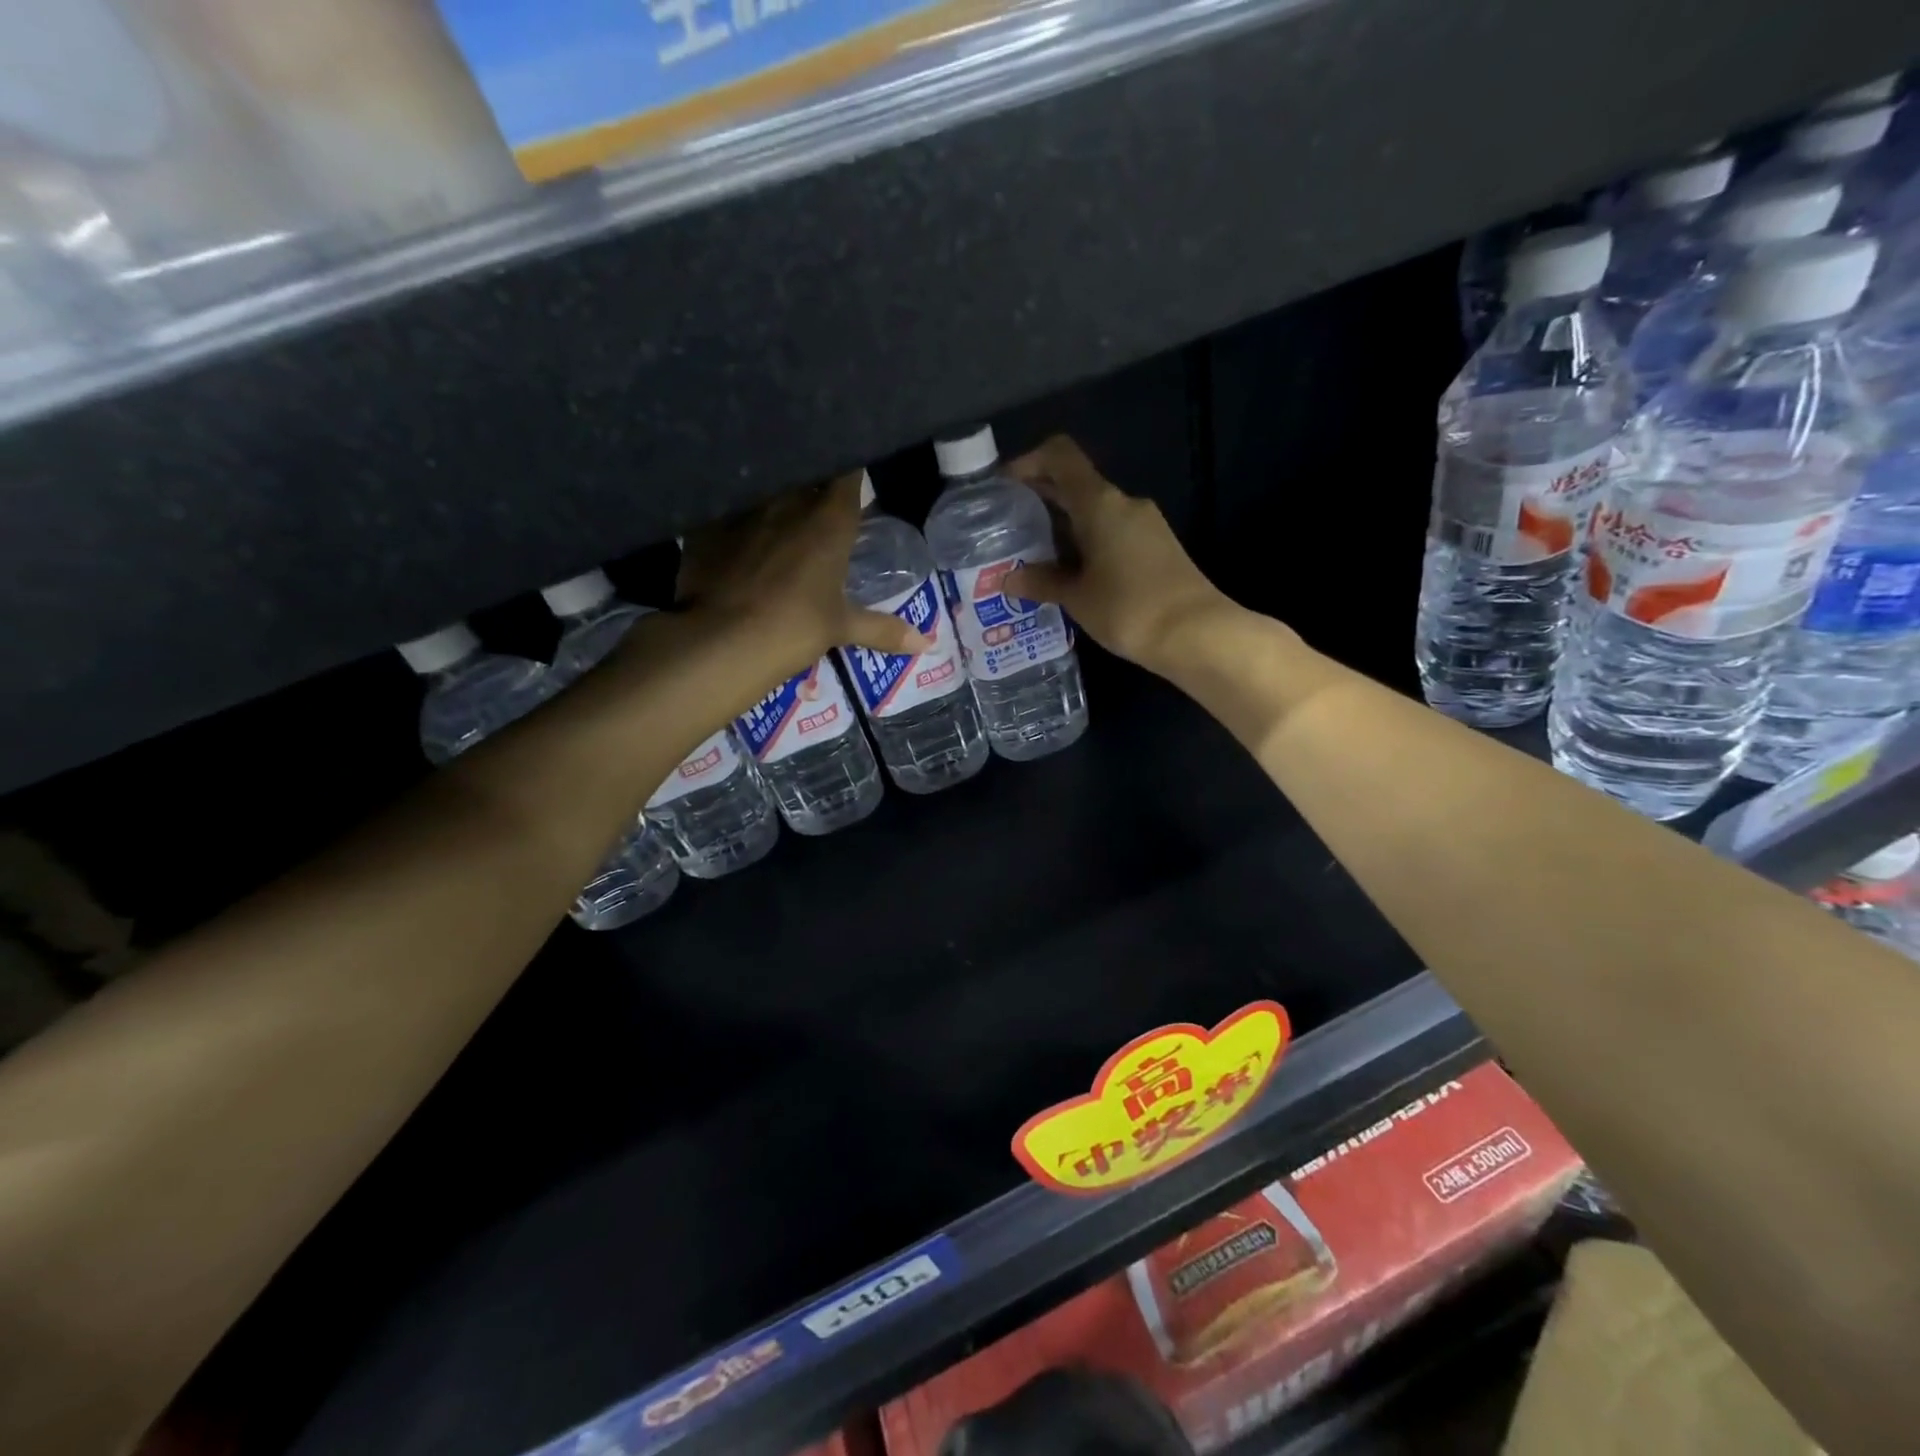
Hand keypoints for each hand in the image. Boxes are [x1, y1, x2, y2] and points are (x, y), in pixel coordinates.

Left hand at [677, 473, 927, 679]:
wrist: (722, 639)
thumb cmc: (795, 627)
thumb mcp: (842, 628)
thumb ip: (884, 630)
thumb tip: (928, 645)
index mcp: (829, 519)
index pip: (848, 474)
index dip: (852, 469)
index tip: (855, 473)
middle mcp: (788, 500)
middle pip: (806, 473)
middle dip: (813, 479)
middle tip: (819, 495)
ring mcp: (745, 508)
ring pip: (766, 486)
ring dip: (775, 494)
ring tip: (779, 509)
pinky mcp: (707, 523)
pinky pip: (727, 507)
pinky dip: (735, 514)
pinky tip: (736, 530)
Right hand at [1003, 437, 1227, 670]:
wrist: (1197, 633)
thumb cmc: (1129, 609)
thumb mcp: (1077, 597)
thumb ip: (1041, 582)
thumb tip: (1009, 578)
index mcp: (1099, 503)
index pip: (1060, 456)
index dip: (1028, 461)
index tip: (1004, 487)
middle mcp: (1123, 503)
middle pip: (1075, 484)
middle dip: (1040, 501)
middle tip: (1008, 528)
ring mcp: (1144, 524)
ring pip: (1093, 512)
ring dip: (1063, 527)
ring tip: (1034, 557)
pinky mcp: (1156, 546)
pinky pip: (1111, 532)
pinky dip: (1085, 543)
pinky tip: (1070, 574)